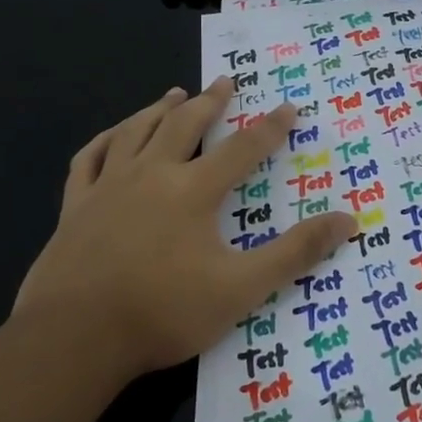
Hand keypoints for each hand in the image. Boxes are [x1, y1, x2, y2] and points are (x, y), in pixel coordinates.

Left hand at [10, 80, 354, 380]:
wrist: (74, 338)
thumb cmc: (164, 311)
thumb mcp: (242, 287)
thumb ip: (295, 252)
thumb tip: (347, 220)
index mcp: (193, 191)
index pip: (243, 148)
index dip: (270, 127)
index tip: (288, 107)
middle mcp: (151, 175)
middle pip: (184, 125)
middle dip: (210, 102)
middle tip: (225, 82)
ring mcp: (108, 187)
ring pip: (136, 132)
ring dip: (159, 109)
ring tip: (174, 94)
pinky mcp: (75, 207)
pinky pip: (89, 159)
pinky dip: (105, 140)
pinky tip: (112, 137)